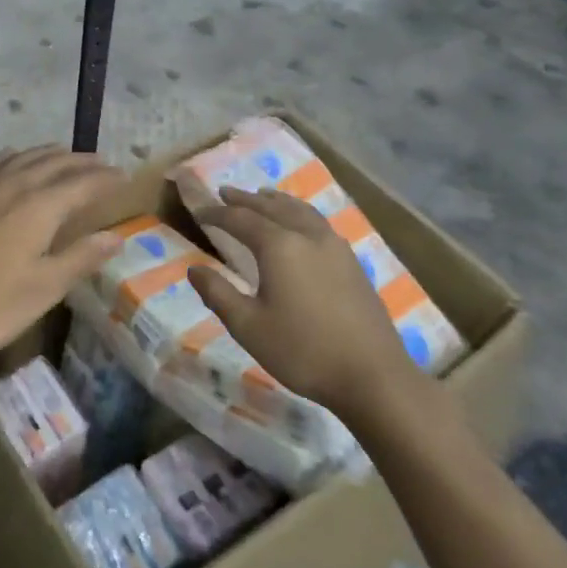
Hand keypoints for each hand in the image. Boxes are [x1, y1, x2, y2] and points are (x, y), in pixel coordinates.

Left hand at [0, 146, 124, 358]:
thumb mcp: (45, 288)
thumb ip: (81, 257)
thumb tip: (116, 236)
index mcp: (40, 206)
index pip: (83, 183)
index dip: (106, 179)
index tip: (125, 177)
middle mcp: (14, 185)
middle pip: (55, 163)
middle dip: (82, 162)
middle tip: (103, 163)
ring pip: (24, 157)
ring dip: (49, 154)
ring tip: (65, 156)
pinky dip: (13, 156)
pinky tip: (13, 161)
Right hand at [187, 187, 414, 413]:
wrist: (373, 376)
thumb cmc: (303, 351)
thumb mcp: (248, 326)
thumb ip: (218, 293)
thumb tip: (193, 269)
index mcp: (279, 246)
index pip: (240, 219)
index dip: (217, 213)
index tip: (199, 212)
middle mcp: (307, 236)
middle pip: (272, 207)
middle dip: (246, 199)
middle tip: (225, 192)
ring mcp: (335, 247)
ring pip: (300, 210)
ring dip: (276, 201)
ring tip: (263, 196)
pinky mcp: (352, 262)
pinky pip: (318, 222)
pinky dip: (299, 212)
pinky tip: (300, 225)